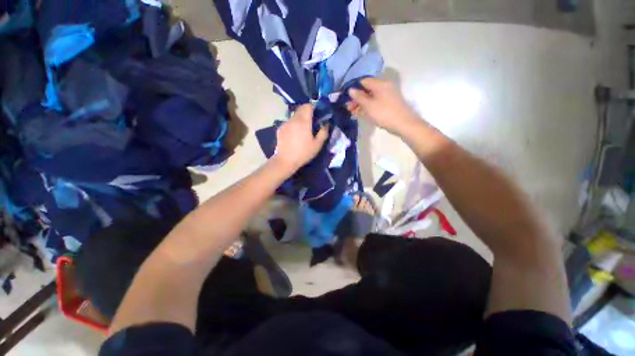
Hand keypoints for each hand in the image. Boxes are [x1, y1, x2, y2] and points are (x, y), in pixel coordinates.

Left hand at [272, 104, 328, 173]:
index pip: (308, 106)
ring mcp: (285, 123)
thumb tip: (326, 124)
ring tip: (303, 129)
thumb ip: (323, 132)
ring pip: (294, 115)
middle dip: (307, 112)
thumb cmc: (303, 153)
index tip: (317, 113)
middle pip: (300, 109)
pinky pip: (289, 122)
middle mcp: (293, 119)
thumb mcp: (317, 145)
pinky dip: (293, 124)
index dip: (313, 107)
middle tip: (312, 121)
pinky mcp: (280, 129)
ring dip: (300, 118)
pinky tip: (294, 135)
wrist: (285, 161)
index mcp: (303, 121)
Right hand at [348, 78, 418, 134]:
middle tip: (349, 108)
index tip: (347, 98)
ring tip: (353, 113)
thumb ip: (359, 97)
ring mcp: (388, 96)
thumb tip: (351, 89)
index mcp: (380, 84)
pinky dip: (368, 108)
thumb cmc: (384, 113)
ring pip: (371, 98)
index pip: (363, 81)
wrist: (404, 124)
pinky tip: (362, 114)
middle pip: (367, 90)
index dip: (354, 88)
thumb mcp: (368, 106)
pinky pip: (376, 103)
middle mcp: (384, 87)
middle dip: (357, 99)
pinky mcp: (389, 104)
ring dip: (361, 104)